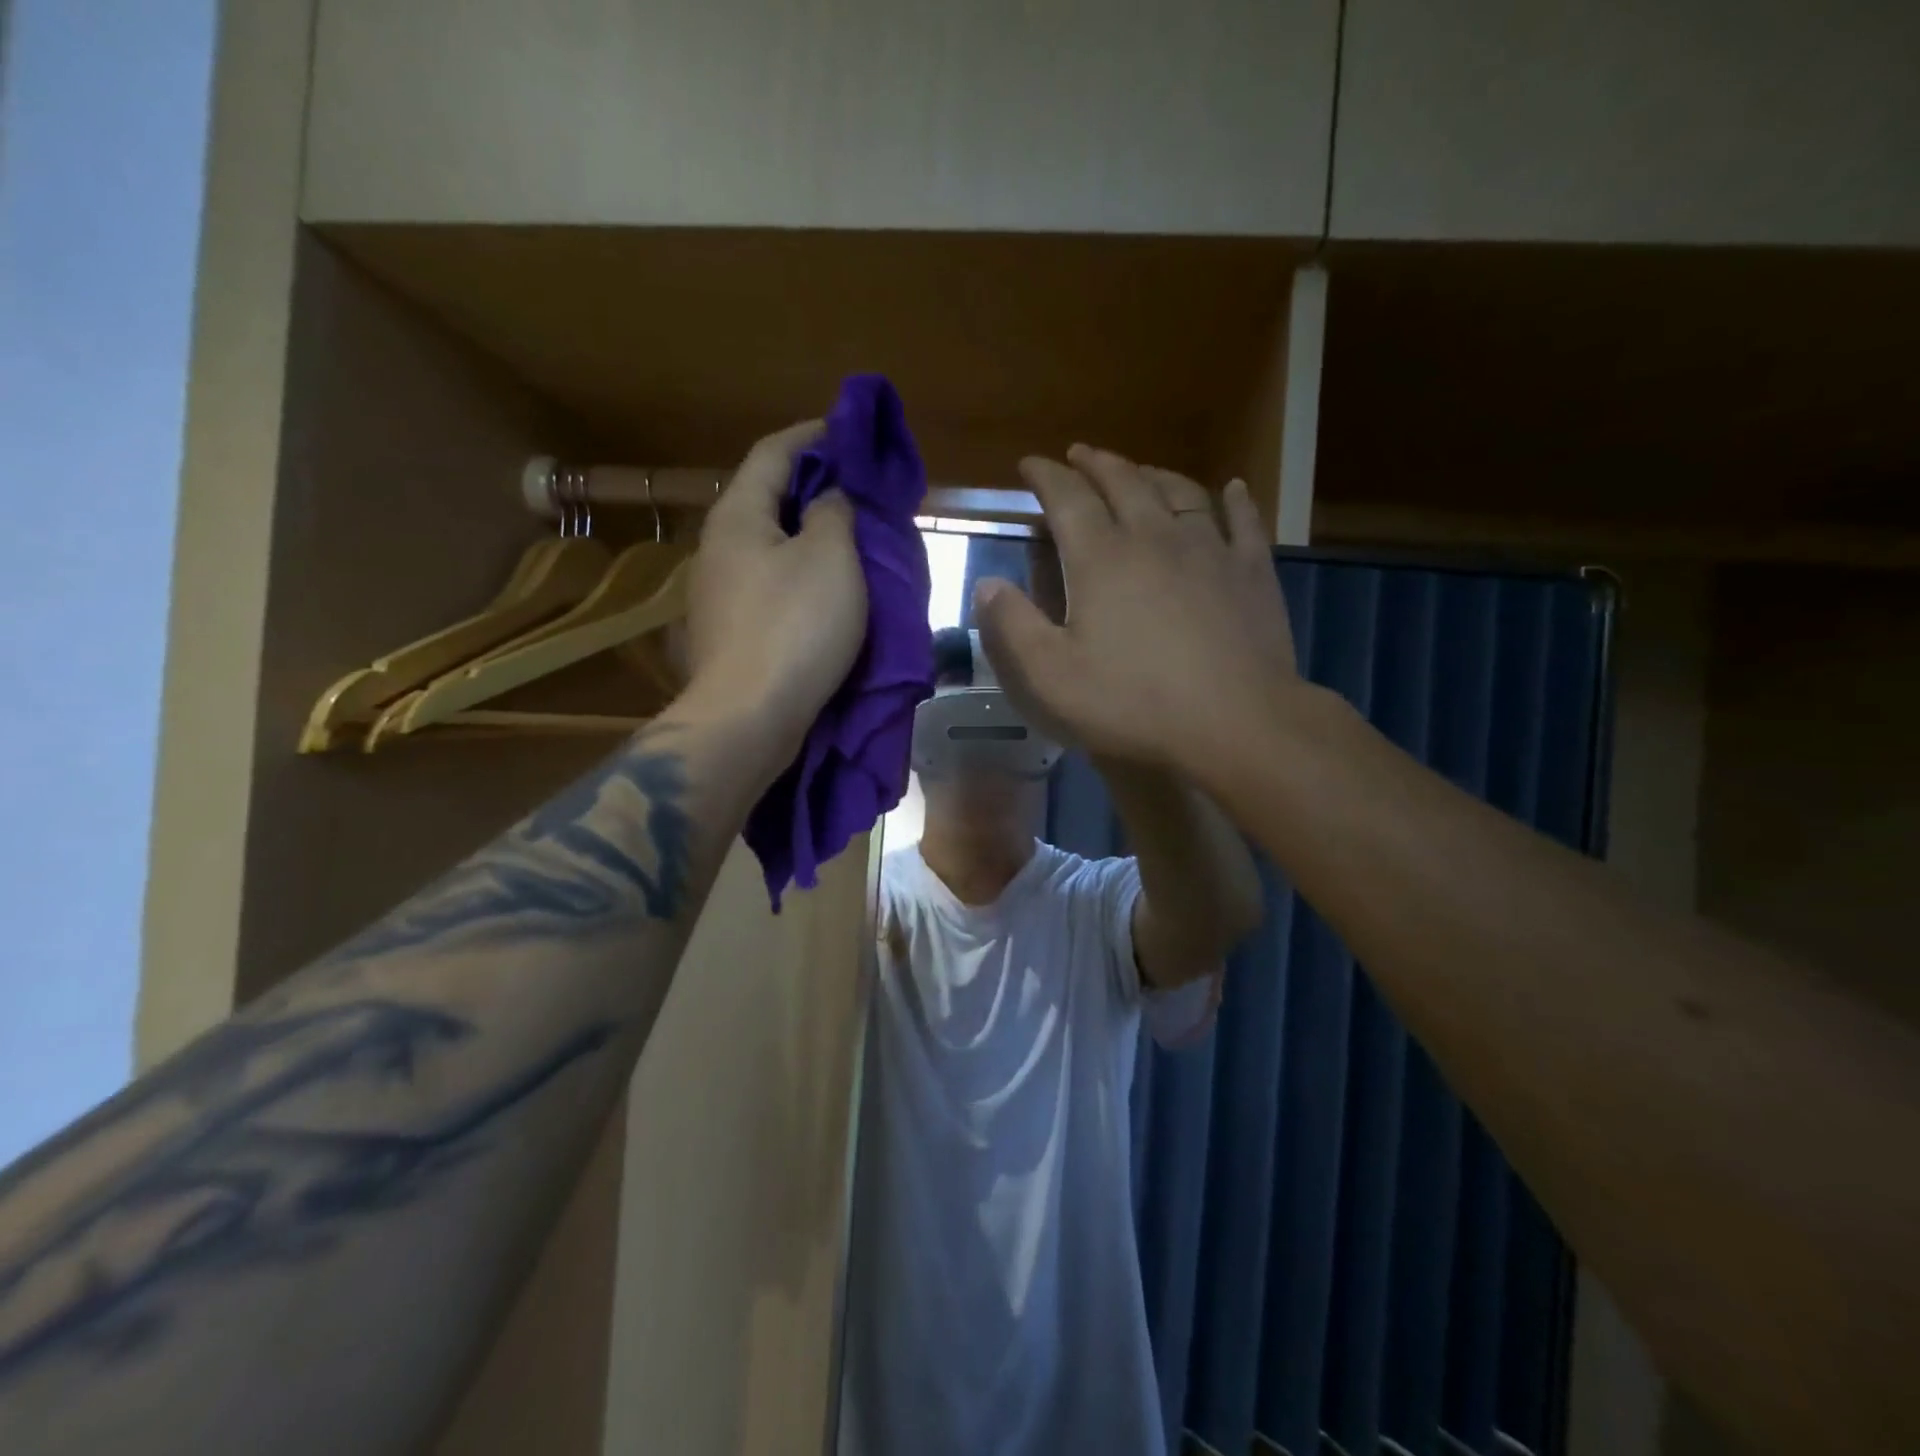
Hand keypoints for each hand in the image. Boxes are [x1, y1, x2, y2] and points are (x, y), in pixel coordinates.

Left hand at [680, 422, 864, 766]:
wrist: (748, 719)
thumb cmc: (794, 628)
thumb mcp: (831, 558)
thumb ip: (834, 513)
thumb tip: (830, 498)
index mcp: (737, 517)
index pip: (773, 453)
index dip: (813, 435)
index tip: (849, 431)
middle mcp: (718, 548)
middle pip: (767, 499)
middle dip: (814, 488)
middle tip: (860, 491)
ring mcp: (719, 594)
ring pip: (769, 547)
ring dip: (808, 537)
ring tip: (852, 540)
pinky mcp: (730, 633)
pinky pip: (769, 585)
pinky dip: (800, 575)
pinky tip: (827, 591)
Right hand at [973, 445, 1299, 771]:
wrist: (1235, 724)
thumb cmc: (1133, 703)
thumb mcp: (1049, 677)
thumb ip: (1011, 626)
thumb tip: (987, 585)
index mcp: (1101, 559)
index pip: (1067, 498)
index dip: (1045, 476)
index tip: (1030, 464)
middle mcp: (1155, 538)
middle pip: (1123, 482)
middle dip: (1096, 463)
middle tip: (1079, 454)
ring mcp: (1210, 550)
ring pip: (1180, 492)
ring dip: (1153, 474)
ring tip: (1138, 470)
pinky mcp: (1252, 573)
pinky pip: (1245, 521)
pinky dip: (1235, 500)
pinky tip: (1232, 489)